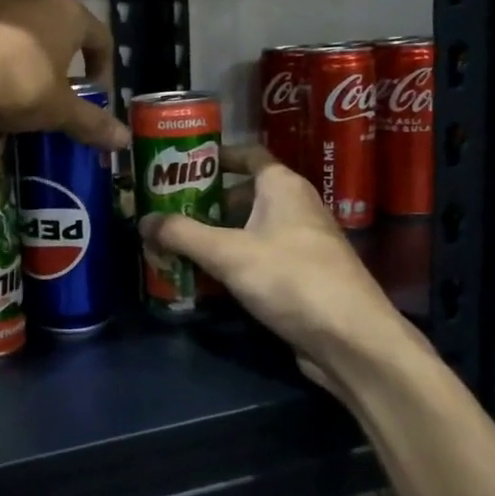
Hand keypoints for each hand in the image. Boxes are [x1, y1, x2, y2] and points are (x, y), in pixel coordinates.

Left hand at [0, 0, 126, 150]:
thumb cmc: (17, 85)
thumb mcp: (58, 111)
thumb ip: (91, 123)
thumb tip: (124, 140)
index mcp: (64, 13)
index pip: (98, 36)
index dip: (103, 67)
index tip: (95, 95)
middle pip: (53, 26)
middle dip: (56, 57)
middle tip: (51, 91)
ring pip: (10, 27)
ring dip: (16, 53)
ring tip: (8, 89)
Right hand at [140, 145, 413, 392]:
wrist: (351, 339)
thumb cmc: (291, 278)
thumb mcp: (228, 253)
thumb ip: (182, 234)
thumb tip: (142, 220)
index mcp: (283, 187)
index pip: (248, 155)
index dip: (215, 155)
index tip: (179, 164)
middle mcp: (295, 207)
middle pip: (243, 194)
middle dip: (204, 202)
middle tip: (165, 210)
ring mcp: (300, 244)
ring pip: (249, 229)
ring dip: (215, 235)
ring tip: (175, 243)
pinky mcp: (301, 276)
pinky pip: (258, 257)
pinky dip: (232, 261)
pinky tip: (204, 278)